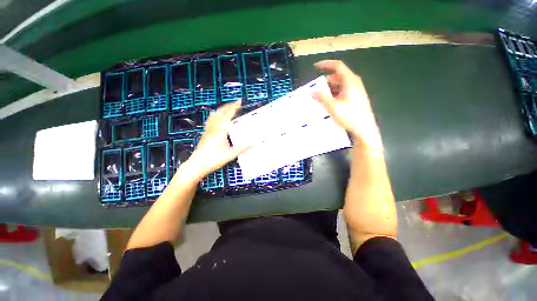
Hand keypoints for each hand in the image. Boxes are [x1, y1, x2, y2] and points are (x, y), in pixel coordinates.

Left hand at [186, 100, 246, 179]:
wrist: (197, 164)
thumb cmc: (214, 159)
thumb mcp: (231, 154)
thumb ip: (242, 148)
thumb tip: (254, 143)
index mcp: (220, 130)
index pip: (228, 115)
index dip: (234, 107)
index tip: (239, 101)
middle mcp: (213, 127)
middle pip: (220, 112)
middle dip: (228, 106)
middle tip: (236, 104)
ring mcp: (208, 130)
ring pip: (214, 115)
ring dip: (221, 110)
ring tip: (228, 108)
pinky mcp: (205, 133)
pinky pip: (210, 120)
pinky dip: (215, 115)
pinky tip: (216, 118)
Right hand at [312, 60, 382, 149]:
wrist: (364, 129)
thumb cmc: (350, 116)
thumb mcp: (333, 107)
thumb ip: (321, 97)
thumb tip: (311, 90)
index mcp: (350, 81)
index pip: (338, 66)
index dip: (326, 64)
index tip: (315, 67)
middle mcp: (354, 83)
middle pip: (337, 77)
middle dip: (325, 81)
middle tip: (315, 89)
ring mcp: (355, 91)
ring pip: (339, 85)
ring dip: (329, 89)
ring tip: (319, 98)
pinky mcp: (355, 98)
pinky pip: (342, 92)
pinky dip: (334, 94)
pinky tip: (328, 103)